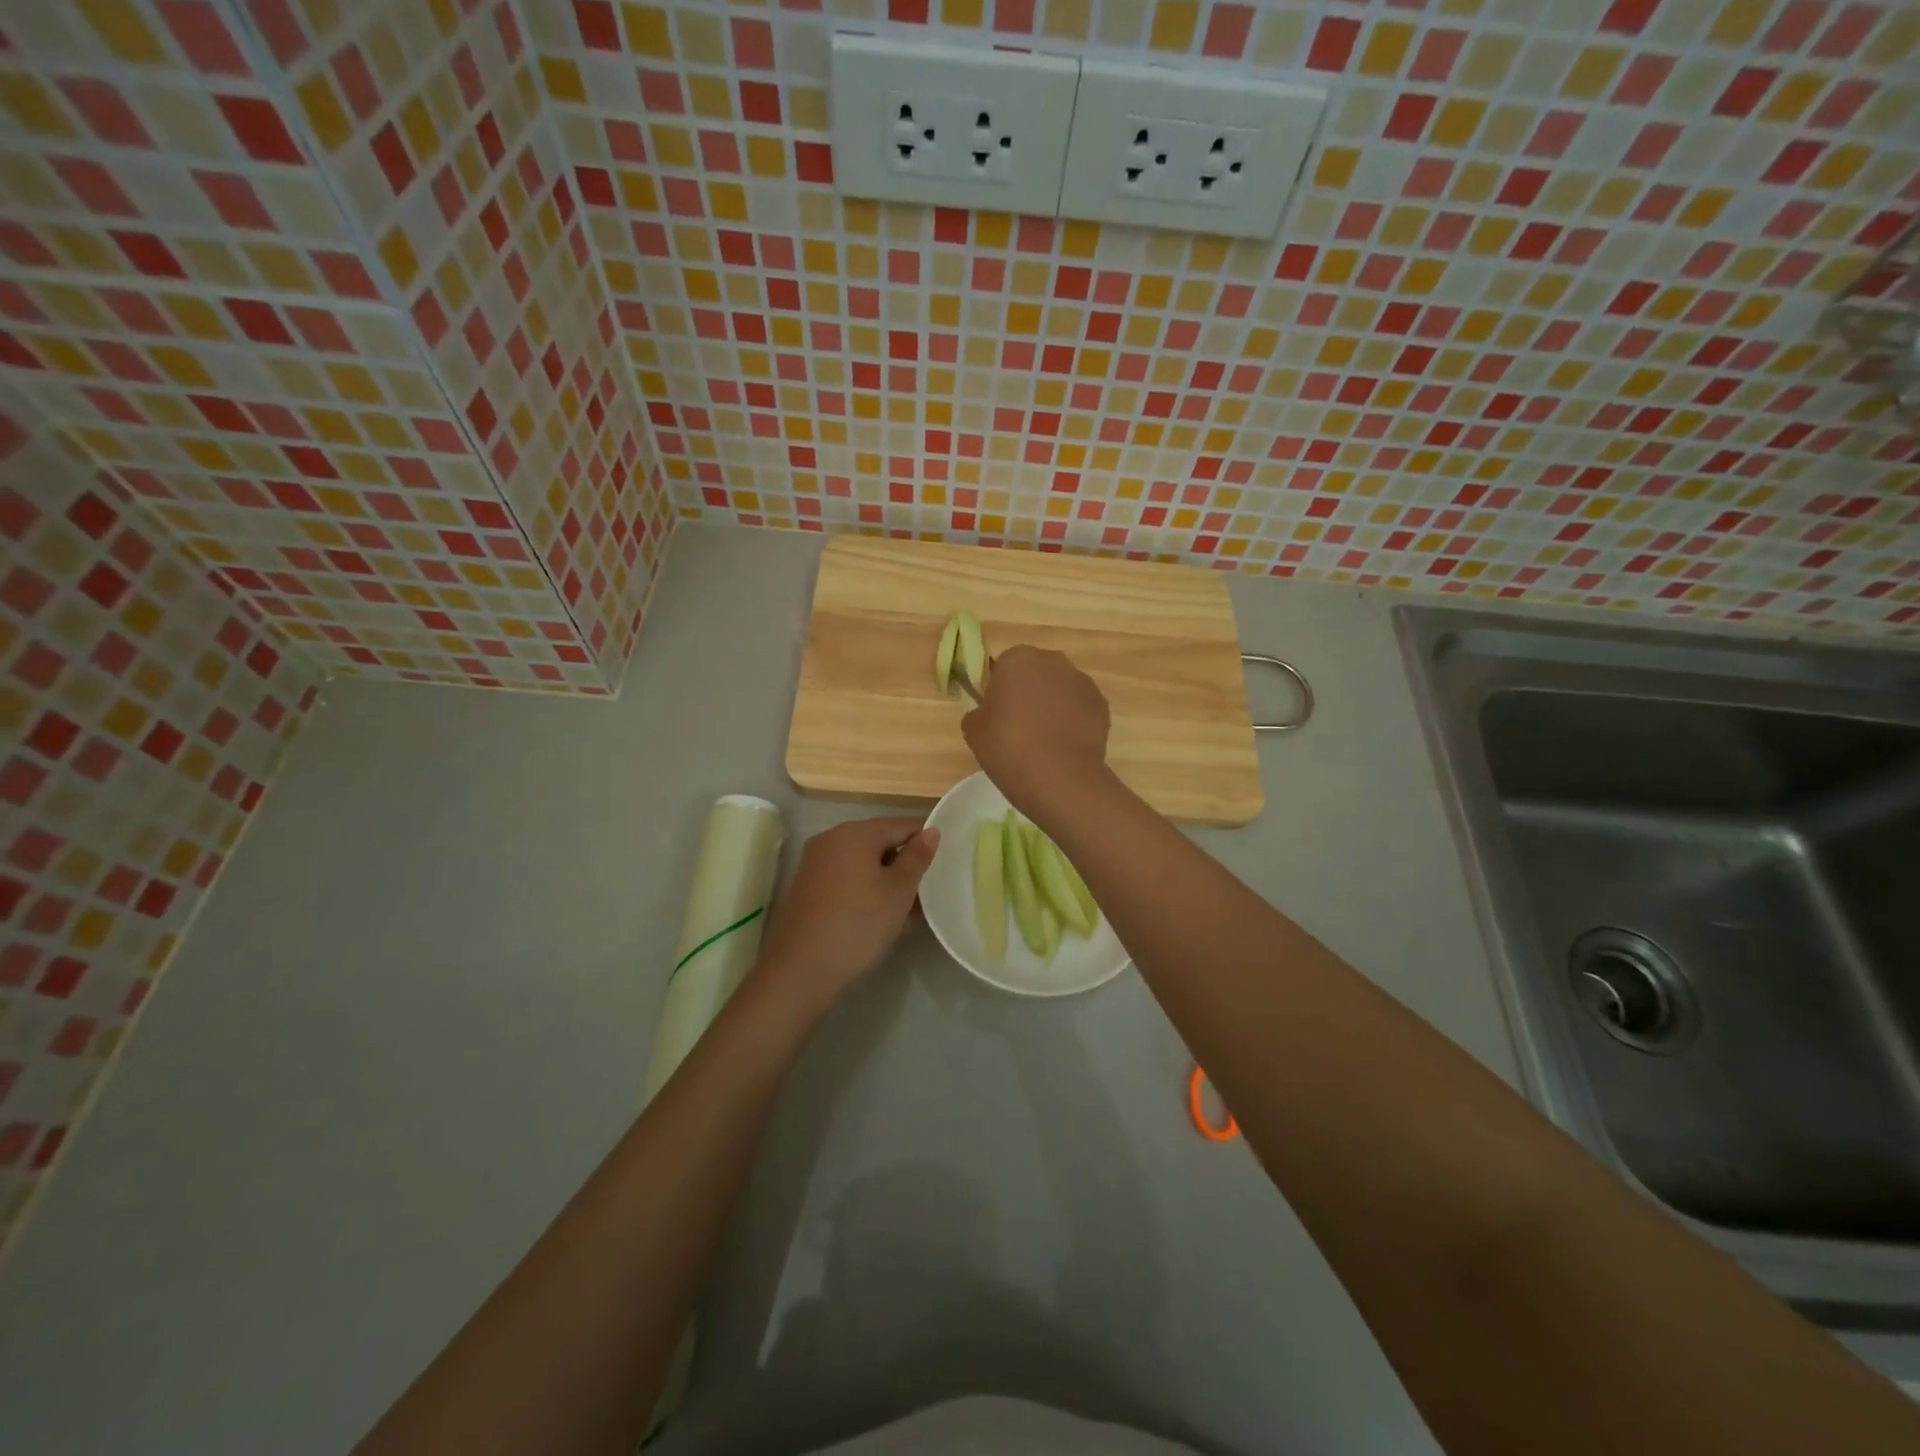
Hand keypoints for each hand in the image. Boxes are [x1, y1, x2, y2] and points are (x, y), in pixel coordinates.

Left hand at [756, 816, 939, 1013]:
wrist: (800, 970)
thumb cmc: (858, 924)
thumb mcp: (898, 891)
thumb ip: (917, 858)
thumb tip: (931, 831)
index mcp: (854, 832)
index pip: (901, 825)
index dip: (926, 839)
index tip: (946, 860)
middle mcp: (830, 839)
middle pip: (879, 842)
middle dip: (905, 862)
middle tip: (929, 889)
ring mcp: (814, 863)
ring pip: (862, 863)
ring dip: (886, 879)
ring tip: (909, 907)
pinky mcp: (806, 887)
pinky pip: (845, 878)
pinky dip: (865, 889)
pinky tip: (879, 915)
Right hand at [961, 645, 1111, 818]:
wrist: (1059, 777)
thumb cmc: (1009, 747)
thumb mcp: (973, 731)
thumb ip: (979, 712)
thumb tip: (988, 713)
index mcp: (1017, 659)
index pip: (1004, 668)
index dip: (1000, 691)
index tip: (998, 716)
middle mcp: (1053, 661)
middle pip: (1036, 674)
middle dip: (1029, 694)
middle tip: (1019, 728)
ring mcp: (1082, 682)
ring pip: (1060, 690)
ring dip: (1053, 706)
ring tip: (1045, 741)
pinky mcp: (1102, 705)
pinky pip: (1080, 709)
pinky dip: (1073, 722)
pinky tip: (1065, 747)